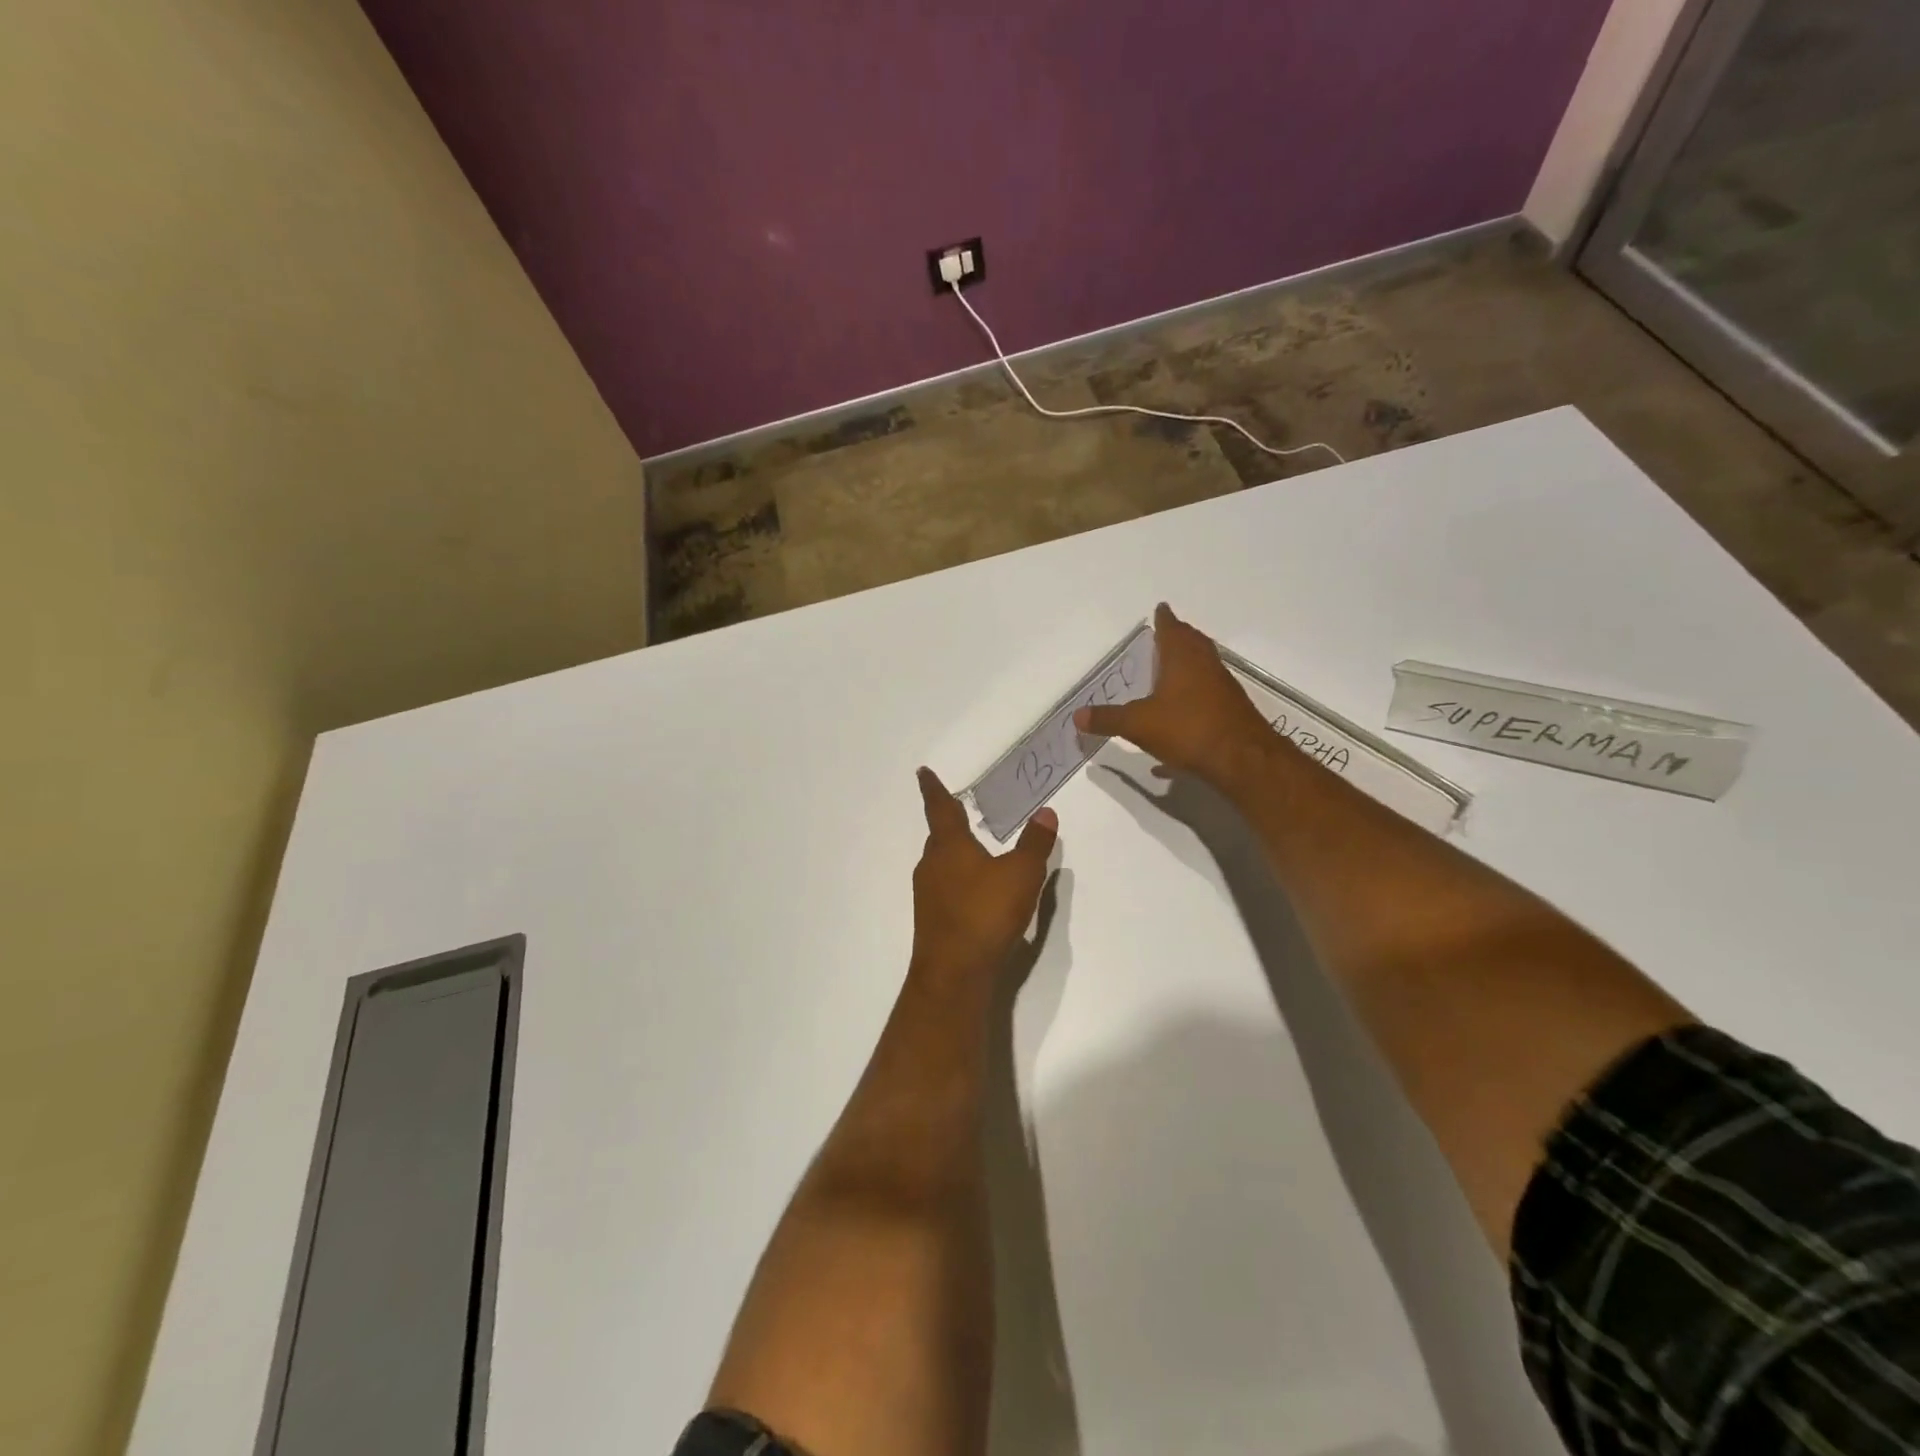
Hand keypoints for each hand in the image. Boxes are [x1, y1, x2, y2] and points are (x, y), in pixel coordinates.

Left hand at [910, 767, 1057, 981]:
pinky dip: (958, 880)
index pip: (940, 808)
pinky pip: (945, 889)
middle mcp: (932, 866)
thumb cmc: (985, 913)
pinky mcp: (933, 921)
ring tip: (971, 850)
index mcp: (949, 846)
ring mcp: (929, 895)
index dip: (933, 788)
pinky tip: (975, 893)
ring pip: (940, 864)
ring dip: (953, 854)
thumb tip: (1046, 813)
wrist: (954, 973)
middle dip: (947, 823)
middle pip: (938, 837)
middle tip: (957, 811)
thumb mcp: (1022, 874)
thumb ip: (1035, 843)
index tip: (922, 773)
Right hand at [1074, 603, 1273, 788]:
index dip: (1164, 619)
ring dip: (1189, 663)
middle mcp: (1206, 666)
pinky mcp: (1231, 710)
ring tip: (1172, 668)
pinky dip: (1194, 694)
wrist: (1242, 759)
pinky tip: (1180, 717)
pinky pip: (1209, 693)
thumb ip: (1108, 719)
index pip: (1172, 629)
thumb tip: (1077, 716)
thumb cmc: (1188, 729)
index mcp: (1182, 659)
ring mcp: (1223, 688)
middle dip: (1179, 636)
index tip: (1161, 608)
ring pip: (1204, 666)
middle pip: (1193, 643)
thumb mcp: (1139, 725)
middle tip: (1167, 632)